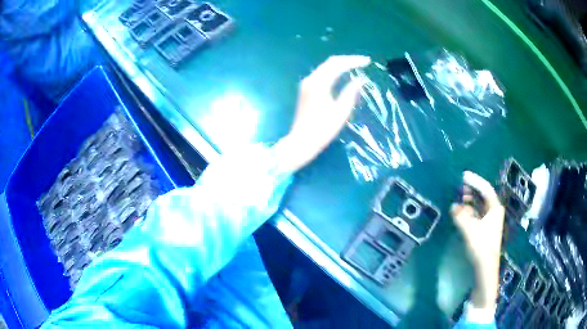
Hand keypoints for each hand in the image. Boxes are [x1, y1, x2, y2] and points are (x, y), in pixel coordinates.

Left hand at [273, 55, 370, 172]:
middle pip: (331, 62)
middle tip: (363, 61)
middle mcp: (311, 79)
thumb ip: (350, 93)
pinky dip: (333, 71)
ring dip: (340, 64)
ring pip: (325, 67)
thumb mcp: (341, 112)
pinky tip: (342, 74)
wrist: (301, 141)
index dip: (354, 61)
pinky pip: (321, 73)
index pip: (338, 64)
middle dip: (348, 60)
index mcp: (319, 83)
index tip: (367, 61)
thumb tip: (359, 80)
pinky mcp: (305, 89)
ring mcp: (306, 84)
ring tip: (356, 65)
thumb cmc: (323, 129)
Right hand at [451, 171, 504, 309]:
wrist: (485, 269)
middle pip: (483, 196)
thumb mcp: (470, 230)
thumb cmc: (481, 247)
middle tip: (459, 188)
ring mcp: (490, 222)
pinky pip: (477, 215)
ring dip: (469, 202)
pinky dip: (469, 212)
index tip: (463, 175)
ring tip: (458, 200)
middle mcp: (494, 212)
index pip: (485, 189)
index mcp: (495, 208)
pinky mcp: (485, 230)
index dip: (474, 181)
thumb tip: (453, 206)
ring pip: (479, 206)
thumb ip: (461, 216)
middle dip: (471, 191)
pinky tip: (461, 214)